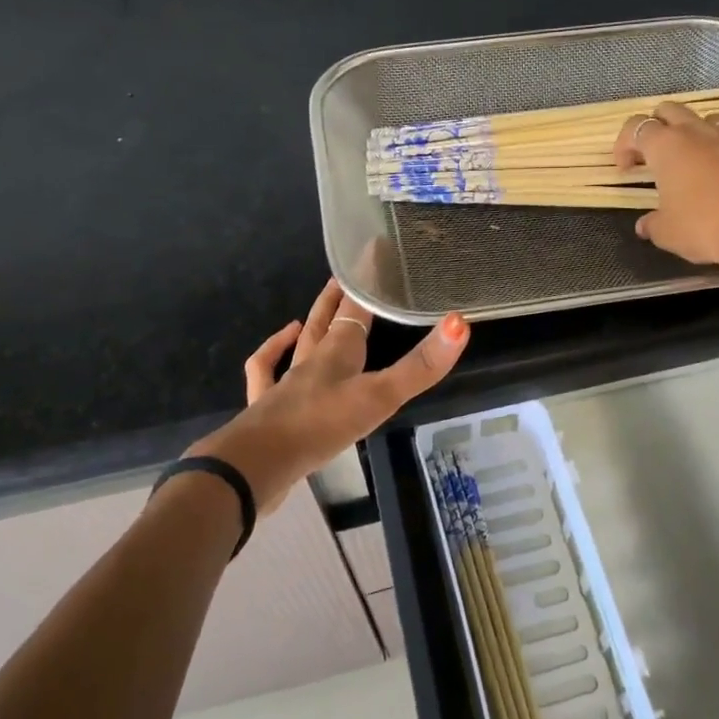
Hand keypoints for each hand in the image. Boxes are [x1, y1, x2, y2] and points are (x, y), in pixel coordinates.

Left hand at [187, 279, 469, 513]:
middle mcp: (310, 361)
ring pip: (297, 348)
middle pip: (324, 322)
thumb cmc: (322, 425)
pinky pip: (264, 376)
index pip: (356, 308)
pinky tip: (277, 357)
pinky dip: (271, 358)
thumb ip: (420, 366)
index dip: (367, 284)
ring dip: (305, 329)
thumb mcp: (379, 397)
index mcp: (337, 353)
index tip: (375, 254)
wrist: (258, 464)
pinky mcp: (267, 410)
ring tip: (306, 318)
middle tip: (343, 278)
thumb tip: (460, 323)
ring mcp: (284, 385)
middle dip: (336, 299)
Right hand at [614, 101, 718, 276]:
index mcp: (667, 146)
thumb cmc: (705, 226)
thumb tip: (645, 225)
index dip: (624, 144)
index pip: (636, 127)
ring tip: (690, 160)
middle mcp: (697, 133)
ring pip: (705, 119)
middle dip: (657, 126)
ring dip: (692, 132)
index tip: (625, 169)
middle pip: (670, 110)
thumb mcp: (668, 233)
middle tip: (653, 154)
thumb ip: (653, 224)